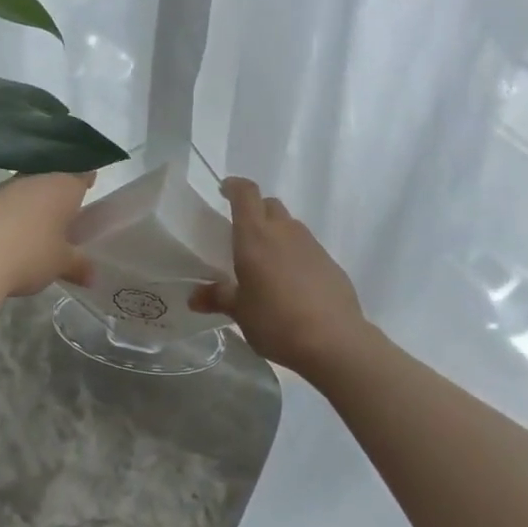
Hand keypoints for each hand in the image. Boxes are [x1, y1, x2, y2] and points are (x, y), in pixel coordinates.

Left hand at [0, 172, 94, 297]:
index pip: (81, 172)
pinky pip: (5, 203)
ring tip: (36, 227)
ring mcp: (6, 188)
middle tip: (65, 213)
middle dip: (58, 193)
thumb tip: (92, 275)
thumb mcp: (61, 264)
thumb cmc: (30, 255)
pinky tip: (9, 235)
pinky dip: (10, 214)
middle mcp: (35, 179)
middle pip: (52, 178)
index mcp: (62, 186)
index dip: (87, 179)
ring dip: (33, 203)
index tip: (89, 188)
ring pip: (27, 189)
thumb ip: (79, 266)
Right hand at [190, 177, 375, 375]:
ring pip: (289, 225)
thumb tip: (194, 297)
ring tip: (266, 263)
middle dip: (255, 211)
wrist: (334, 340)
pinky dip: (295, 254)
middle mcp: (284, 231)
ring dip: (276, 234)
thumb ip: (217, 298)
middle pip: (269, 205)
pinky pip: (307, 247)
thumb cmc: (276, 321)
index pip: (246, 193)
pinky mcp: (330, 262)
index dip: (234, 186)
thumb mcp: (240, 312)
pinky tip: (292, 283)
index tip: (224, 190)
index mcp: (255, 236)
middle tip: (243, 234)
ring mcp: (311, 244)